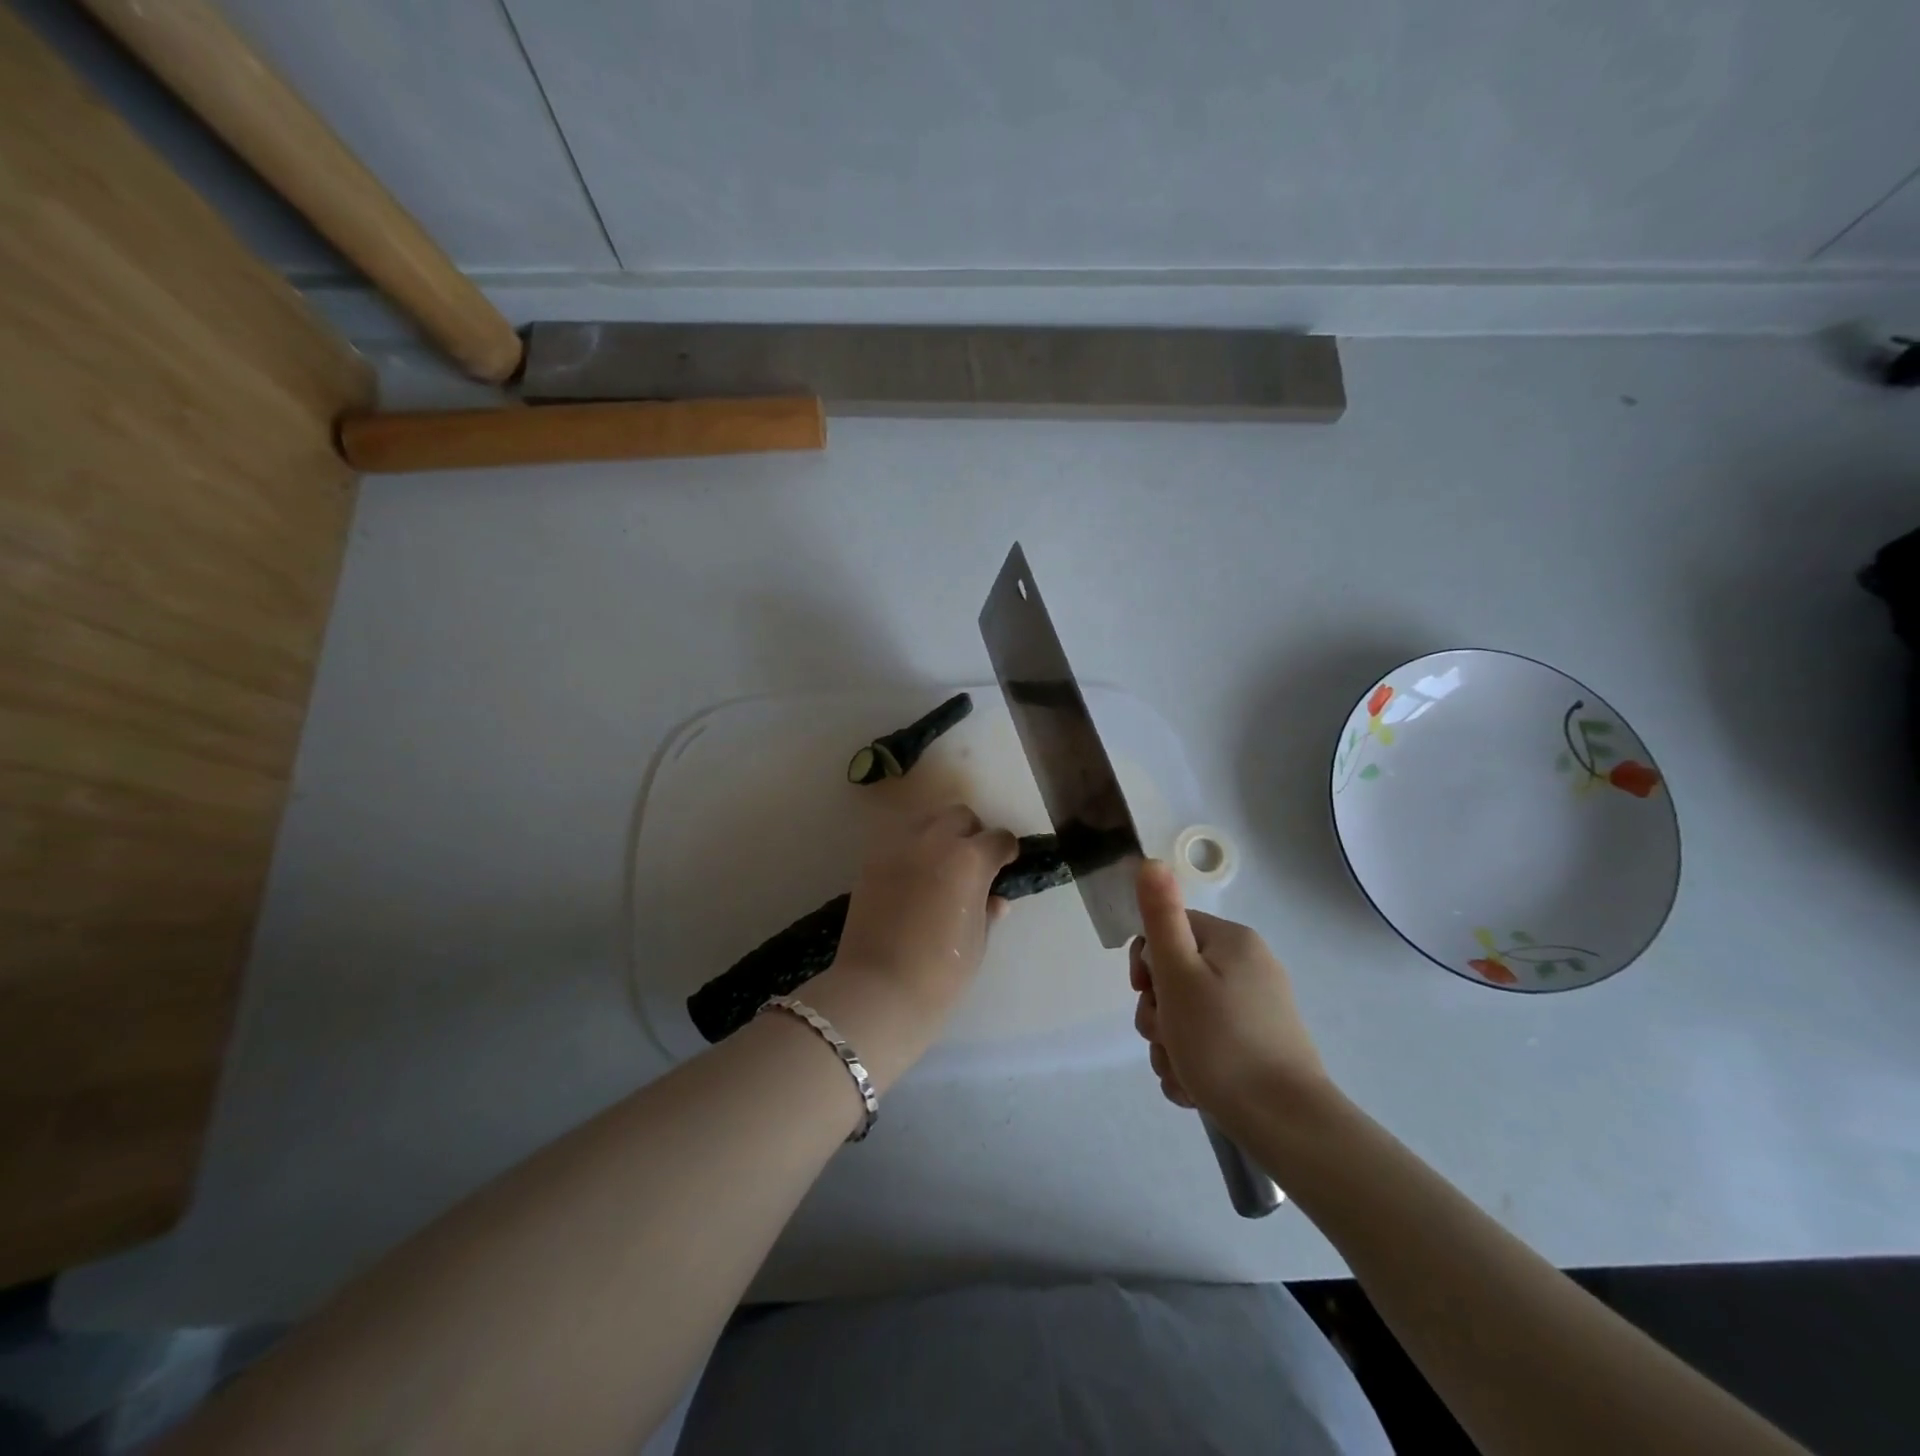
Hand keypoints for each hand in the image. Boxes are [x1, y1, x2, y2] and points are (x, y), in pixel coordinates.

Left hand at [806, 805, 1017, 1088]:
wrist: (879, 989)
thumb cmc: (941, 972)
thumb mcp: (977, 942)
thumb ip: (987, 911)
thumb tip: (994, 899)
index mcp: (970, 860)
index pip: (998, 838)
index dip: (1006, 851)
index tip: (1005, 865)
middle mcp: (934, 841)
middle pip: (960, 816)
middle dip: (972, 833)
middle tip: (973, 863)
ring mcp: (898, 847)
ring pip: (926, 820)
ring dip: (939, 834)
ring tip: (940, 866)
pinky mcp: (871, 861)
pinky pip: (898, 841)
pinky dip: (911, 849)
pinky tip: (913, 878)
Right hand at [1129, 861, 1327, 1125]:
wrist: (1287, 1126)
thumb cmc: (1222, 1042)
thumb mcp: (1179, 974)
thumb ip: (1161, 916)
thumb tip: (1150, 860)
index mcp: (1232, 941)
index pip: (1168, 931)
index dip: (1147, 964)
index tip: (1147, 994)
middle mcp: (1249, 967)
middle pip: (1176, 976)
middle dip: (1158, 1013)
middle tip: (1166, 1039)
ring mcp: (1257, 1009)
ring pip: (1188, 1015)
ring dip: (1170, 1044)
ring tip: (1181, 1073)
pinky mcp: (1261, 1046)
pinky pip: (1210, 1042)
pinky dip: (1194, 1063)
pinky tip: (1194, 1089)